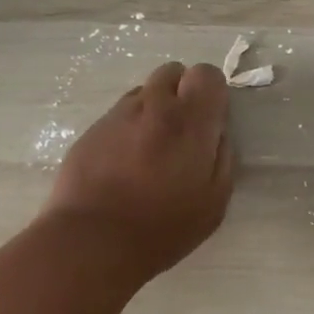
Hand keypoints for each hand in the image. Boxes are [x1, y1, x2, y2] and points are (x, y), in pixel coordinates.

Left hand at [42, 61, 233, 282]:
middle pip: (173, 72)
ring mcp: (118, 115)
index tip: (210, 120)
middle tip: (182, 132)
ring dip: (153, 110)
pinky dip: (128, 128)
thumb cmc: (163, 227)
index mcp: (190, 121)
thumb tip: (217, 133)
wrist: (92, 241)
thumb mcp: (215, 201)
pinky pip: (118, 115)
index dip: (211, 92)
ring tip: (150, 150)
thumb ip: (223, 157)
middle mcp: (154, 106)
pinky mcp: (91, 130)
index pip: (207, 73)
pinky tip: (124, 163)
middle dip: (182, 93)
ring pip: (143, 93)